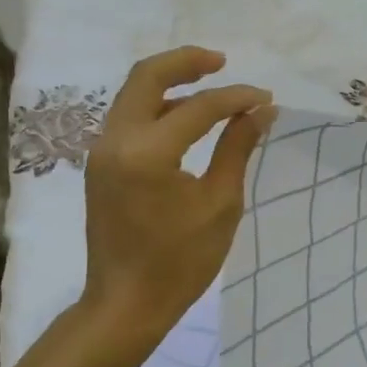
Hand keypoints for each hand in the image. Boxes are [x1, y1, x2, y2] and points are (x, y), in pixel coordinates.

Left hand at [81, 47, 275, 339]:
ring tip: (209, 85)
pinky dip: (156, 106)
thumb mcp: (220, 205)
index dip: (236, 98)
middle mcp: (116, 140)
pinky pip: (128, 117)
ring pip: (133, 93)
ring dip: (169, 81)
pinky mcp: (100, 164)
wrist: (125, 305)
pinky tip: (185, 118)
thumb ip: (237, 148)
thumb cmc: (179, 263)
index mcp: (147, 152)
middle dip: (187, 62)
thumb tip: (261, 111)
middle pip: (147, 76)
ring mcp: (101, 151)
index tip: (266, 100)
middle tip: (222, 61)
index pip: (199, 107)